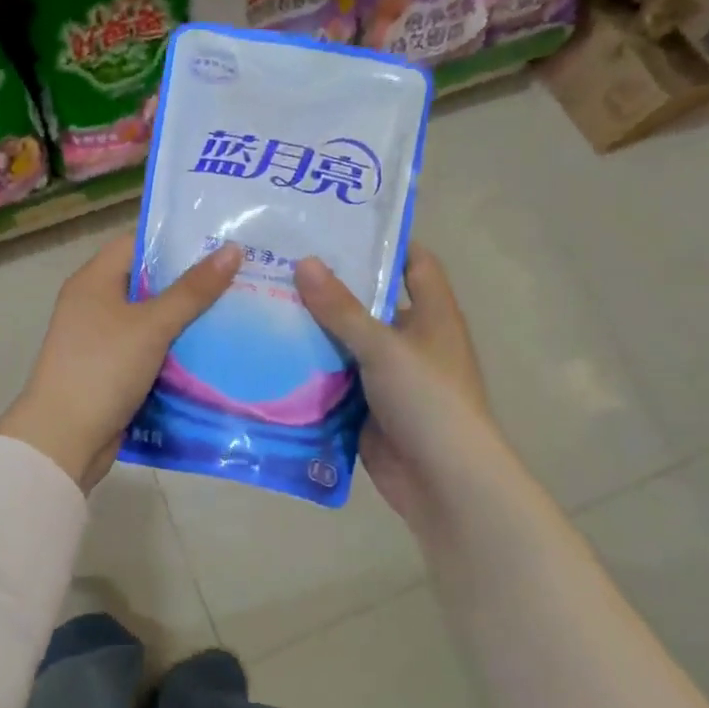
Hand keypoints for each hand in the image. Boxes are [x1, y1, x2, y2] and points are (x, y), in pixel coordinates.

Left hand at [0, 233, 241, 491]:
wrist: (64, 438)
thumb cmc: (103, 368)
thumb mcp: (151, 325)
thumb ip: (192, 290)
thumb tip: (232, 249)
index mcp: (93, 281)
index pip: (137, 244)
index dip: (176, 241)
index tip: (219, 242)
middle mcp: (95, 304)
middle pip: (149, 282)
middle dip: (191, 282)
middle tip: (241, 276)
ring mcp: (103, 340)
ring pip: (153, 319)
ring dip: (188, 319)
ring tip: (238, 309)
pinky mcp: (113, 371)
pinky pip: (151, 350)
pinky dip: (177, 350)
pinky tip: (215, 350)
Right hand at [294, 244, 492, 521]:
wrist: (443, 482)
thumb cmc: (428, 400)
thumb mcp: (384, 346)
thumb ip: (342, 308)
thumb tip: (305, 261)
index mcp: (432, 315)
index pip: (414, 263)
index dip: (385, 242)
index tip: (338, 226)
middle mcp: (412, 340)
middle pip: (370, 303)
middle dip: (331, 287)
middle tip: (282, 262)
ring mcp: (388, 377)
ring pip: (346, 344)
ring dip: (314, 330)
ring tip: (265, 301)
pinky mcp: (366, 407)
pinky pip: (334, 380)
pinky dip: (310, 370)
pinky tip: (271, 354)